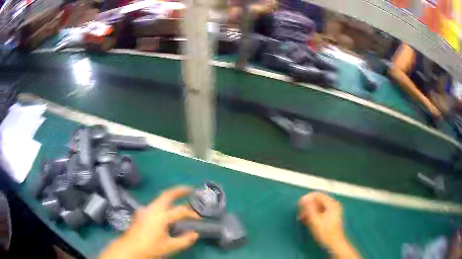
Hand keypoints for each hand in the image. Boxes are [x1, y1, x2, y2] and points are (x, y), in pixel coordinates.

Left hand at [100, 186, 199, 258]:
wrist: (129, 248)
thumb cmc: (150, 247)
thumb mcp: (170, 246)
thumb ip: (185, 240)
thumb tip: (195, 234)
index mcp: (161, 216)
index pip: (181, 211)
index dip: (192, 213)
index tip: (199, 218)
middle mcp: (153, 209)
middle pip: (167, 194)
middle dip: (179, 190)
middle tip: (190, 189)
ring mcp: (145, 210)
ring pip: (159, 199)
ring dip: (170, 197)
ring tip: (179, 200)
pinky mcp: (141, 214)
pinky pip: (154, 205)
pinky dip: (163, 204)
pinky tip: (165, 212)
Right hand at [298, 192, 358, 257]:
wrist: (334, 243)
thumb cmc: (325, 232)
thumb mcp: (315, 220)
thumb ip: (309, 208)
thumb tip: (303, 198)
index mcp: (331, 204)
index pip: (318, 195)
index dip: (308, 198)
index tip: (299, 204)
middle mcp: (333, 205)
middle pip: (318, 200)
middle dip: (308, 206)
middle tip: (300, 213)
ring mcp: (333, 211)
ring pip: (319, 206)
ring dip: (310, 211)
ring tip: (302, 218)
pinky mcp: (331, 217)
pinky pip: (321, 211)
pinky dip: (314, 214)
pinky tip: (308, 221)